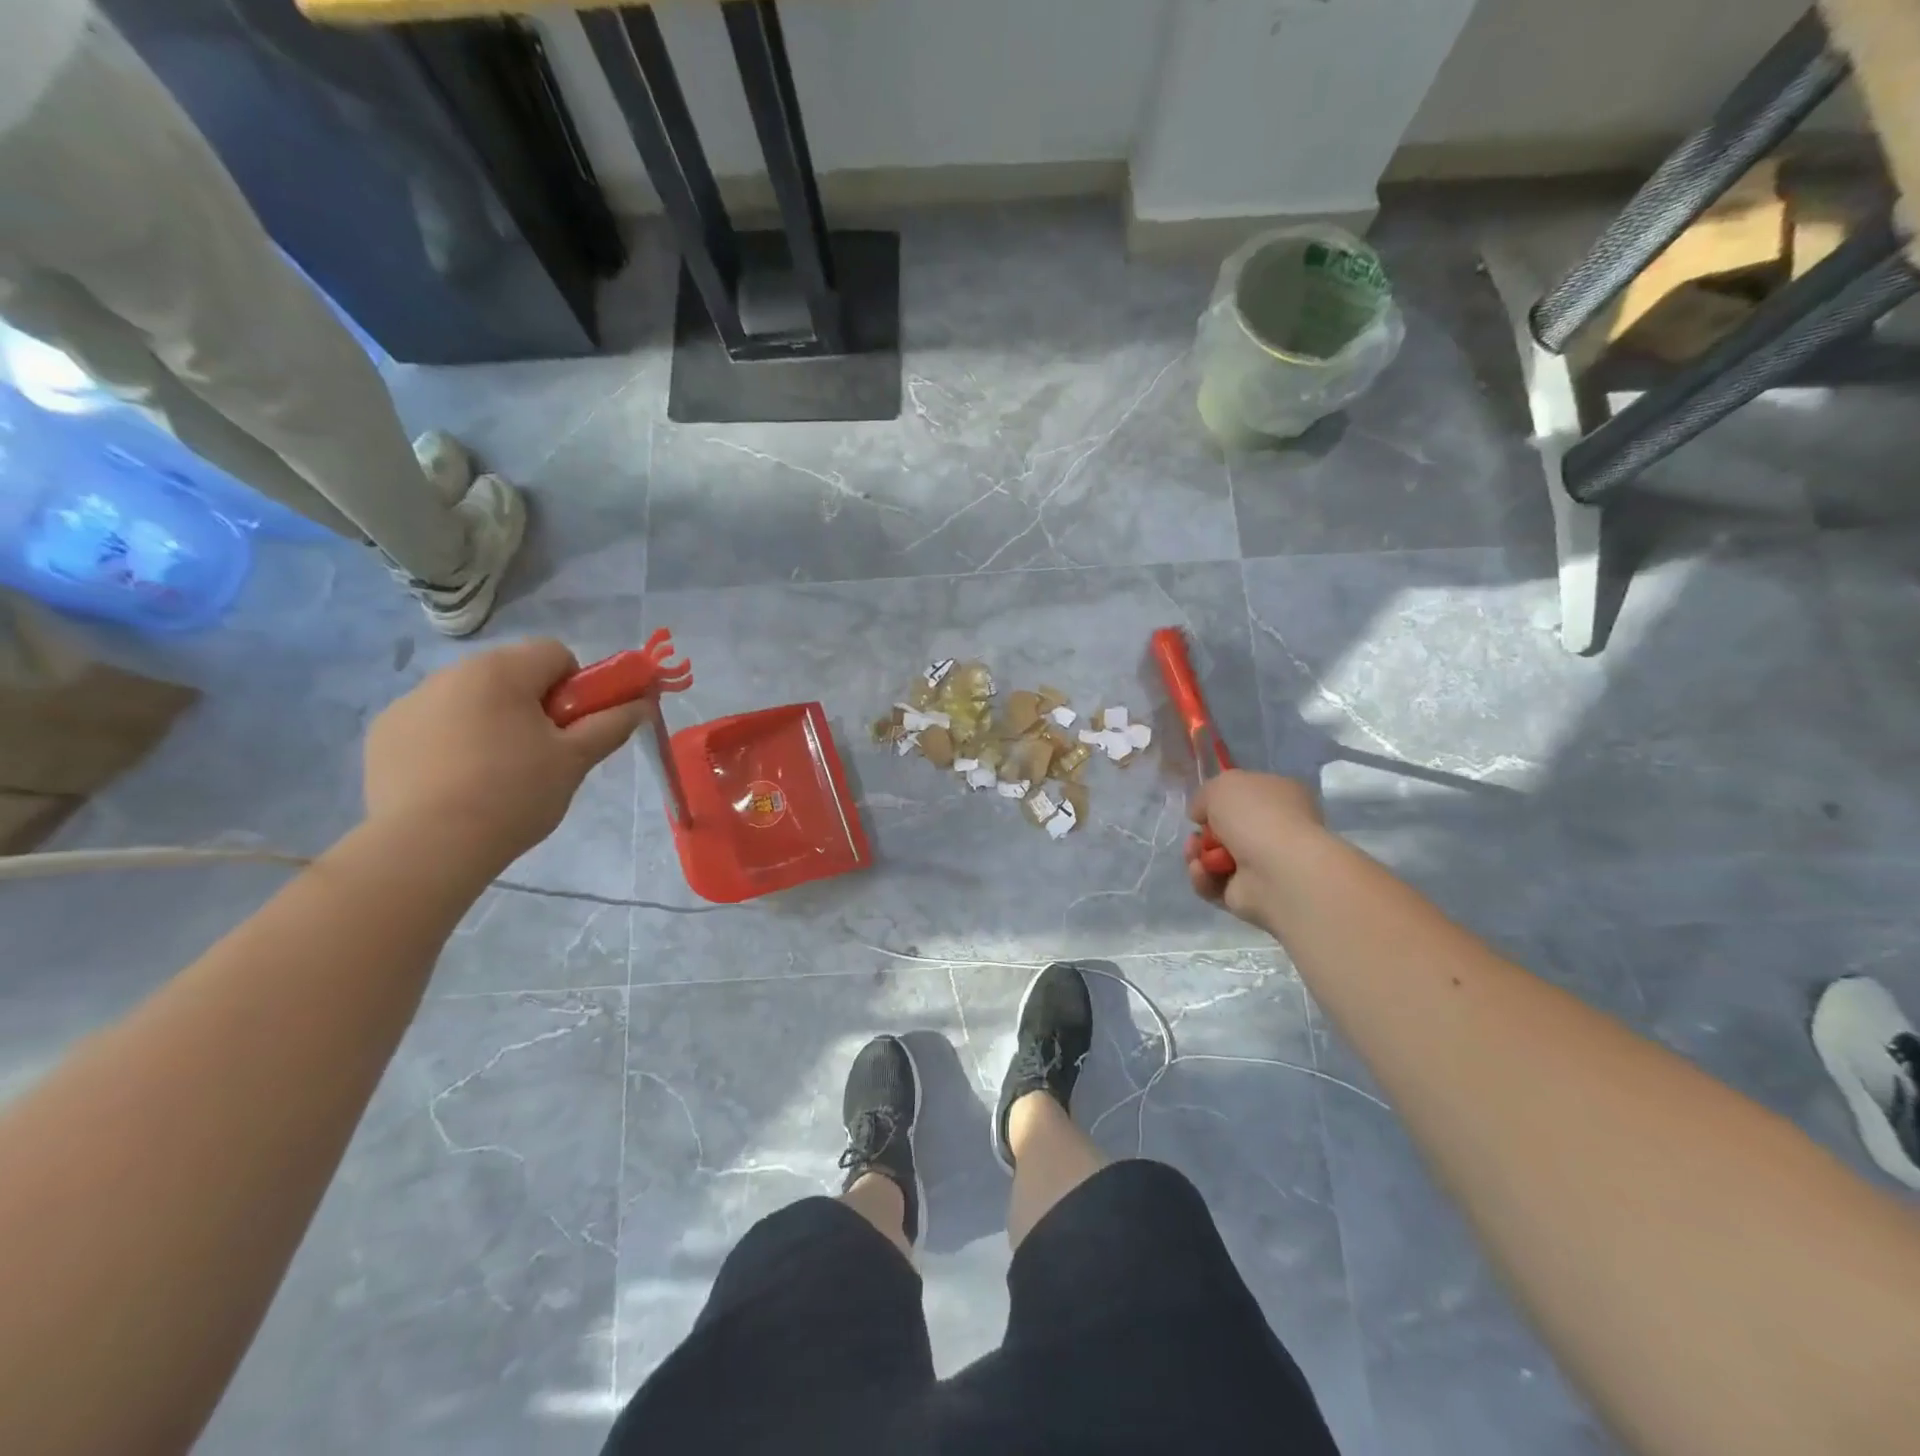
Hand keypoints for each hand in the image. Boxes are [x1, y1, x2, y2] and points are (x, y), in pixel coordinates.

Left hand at [363, 639, 649, 871]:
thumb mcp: (576, 760)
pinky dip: (451, 742)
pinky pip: (434, 724)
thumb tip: (643, 703)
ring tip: (495, 775)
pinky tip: (455, 783)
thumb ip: (612, 724)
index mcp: (501, 671)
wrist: (428, 846)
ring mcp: (410, 702)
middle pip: (512, 674)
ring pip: (472, 699)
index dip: (576, 687)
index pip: (555, 653)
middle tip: (541, 754)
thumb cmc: (514, 794)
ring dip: (492, 721)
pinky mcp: (384, 734)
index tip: (572, 728)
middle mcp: (451, 673)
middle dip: (533, 705)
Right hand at [1185, 769, 1325, 925]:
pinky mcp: (1250, 896)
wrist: (1277, 869)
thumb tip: (1201, 815)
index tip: (1202, 808)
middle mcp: (1276, 831)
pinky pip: (1215, 884)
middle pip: (1225, 831)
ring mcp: (1265, 866)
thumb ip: (1205, 796)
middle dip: (1202, 834)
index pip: (1247, 796)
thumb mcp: (1222, 785)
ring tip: (1194, 854)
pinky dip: (1203, 878)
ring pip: (1216, 859)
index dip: (1219, 801)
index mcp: (1282, 798)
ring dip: (1197, 855)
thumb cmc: (1256, 816)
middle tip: (1194, 836)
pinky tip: (1202, 871)